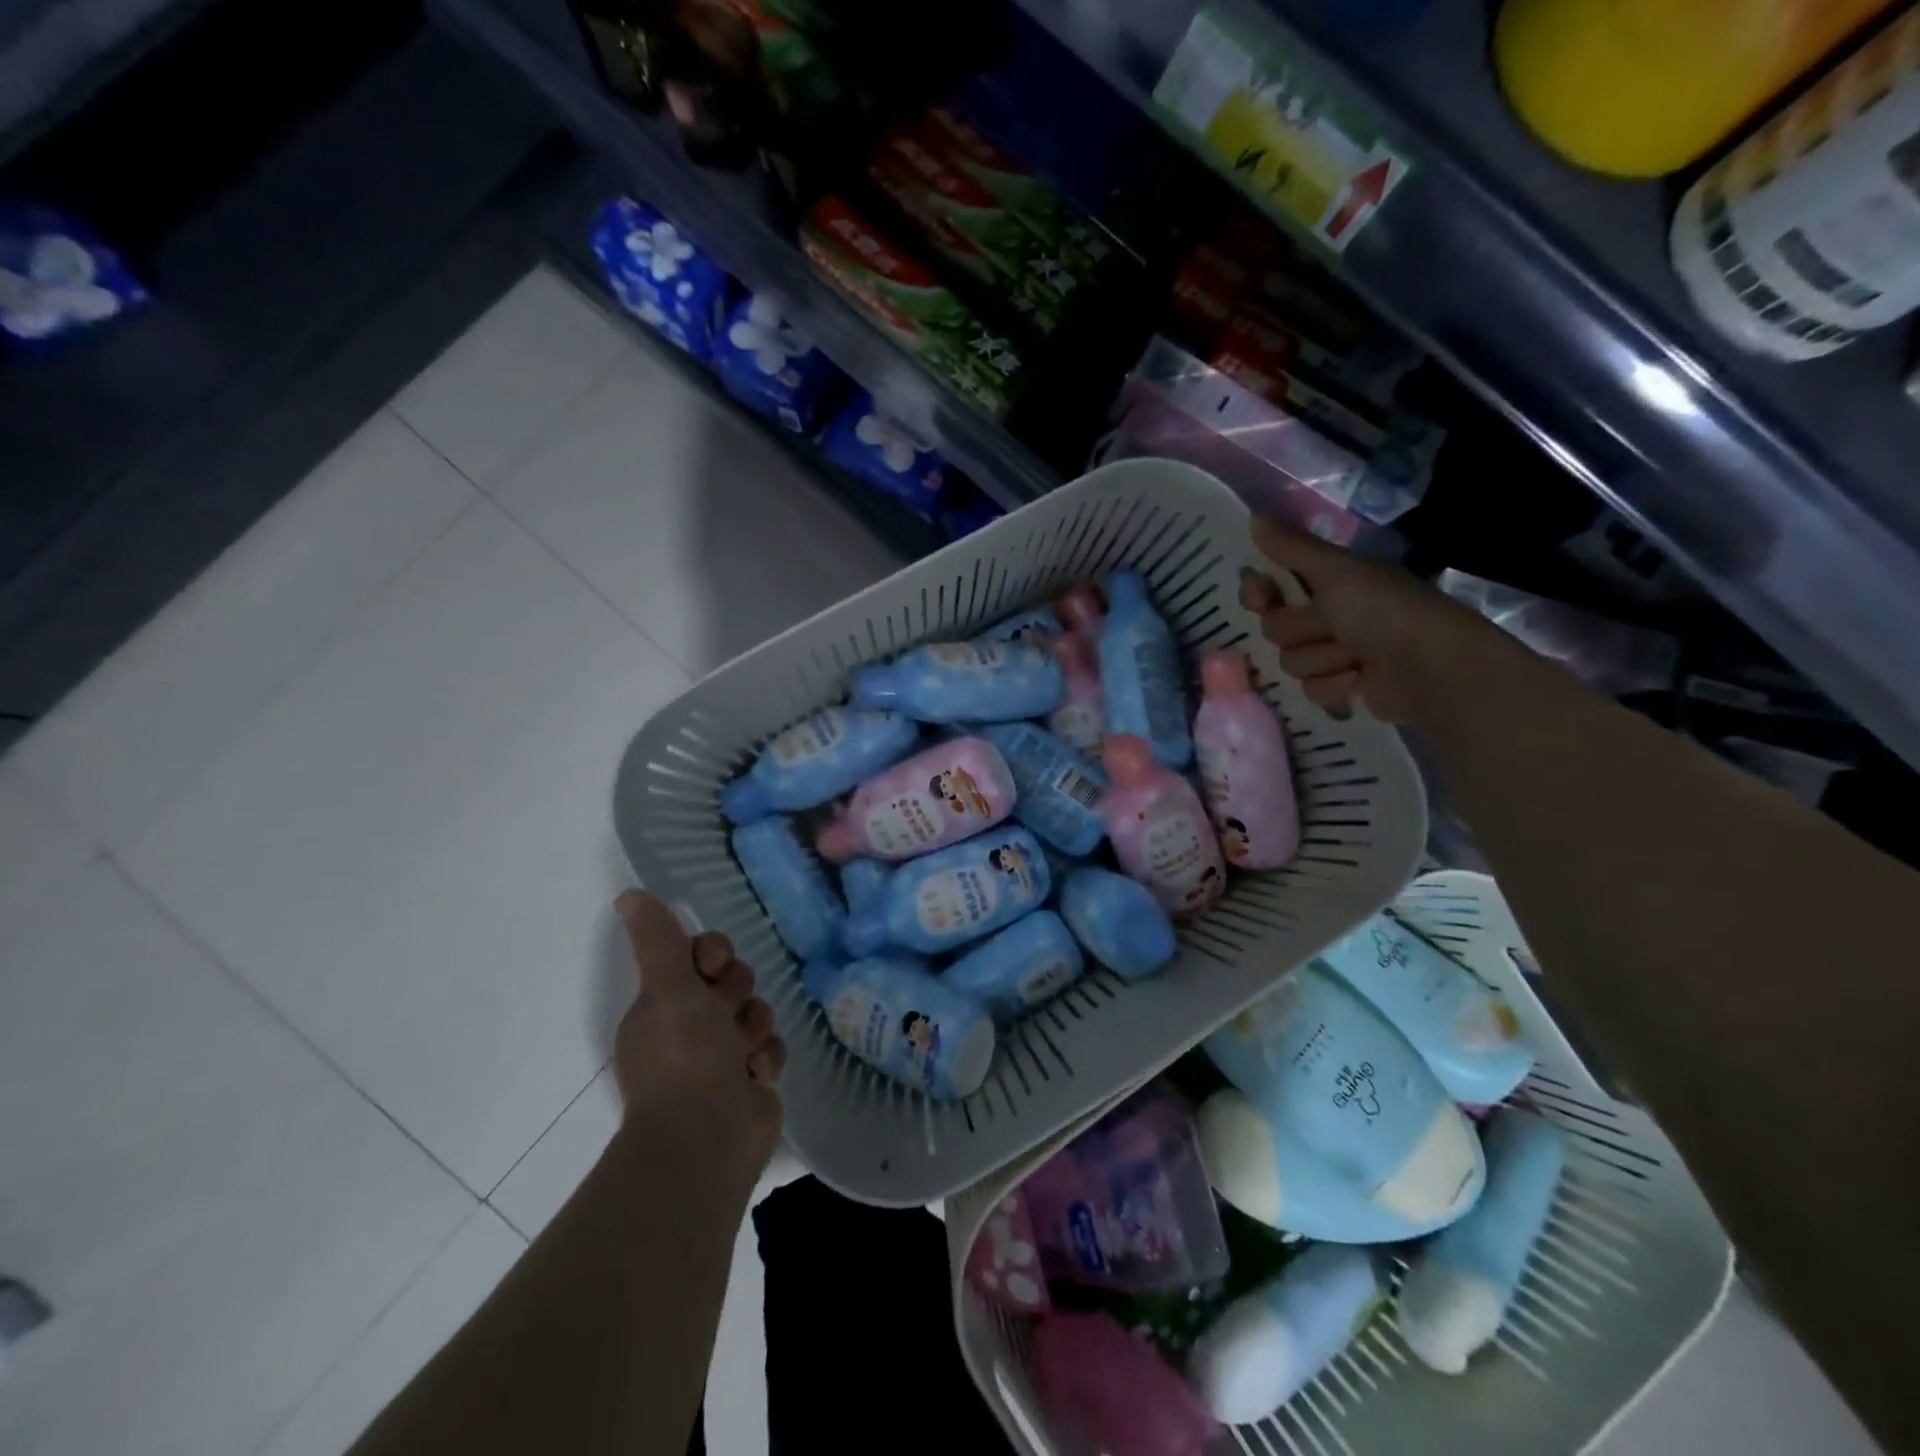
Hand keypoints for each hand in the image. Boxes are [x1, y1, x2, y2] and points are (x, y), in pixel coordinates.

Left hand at [611, 890, 785, 1182]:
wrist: (706, 1139)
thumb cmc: (684, 1057)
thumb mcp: (668, 989)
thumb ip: (658, 940)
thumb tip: (628, 895)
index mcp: (663, 1005)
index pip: (697, 957)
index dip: (713, 954)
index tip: (713, 967)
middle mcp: (689, 1027)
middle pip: (732, 981)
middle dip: (737, 993)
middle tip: (726, 1013)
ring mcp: (721, 1056)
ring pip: (755, 1012)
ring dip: (754, 1028)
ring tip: (743, 1055)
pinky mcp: (749, 1080)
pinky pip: (770, 1047)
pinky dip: (765, 1059)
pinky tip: (755, 1076)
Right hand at [1240, 517, 1510, 724]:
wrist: (1429, 666)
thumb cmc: (1382, 610)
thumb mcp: (1335, 571)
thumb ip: (1292, 547)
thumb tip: (1253, 516)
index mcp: (1329, 581)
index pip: (1270, 587)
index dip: (1259, 593)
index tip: (1261, 597)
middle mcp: (1330, 614)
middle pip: (1275, 628)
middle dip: (1301, 631)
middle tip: (1331, 626)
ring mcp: (1336, 653)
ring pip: (1291, 662)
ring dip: (1321, 659)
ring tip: (1355, 657)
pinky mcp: (1343, 687)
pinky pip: (1310, 690)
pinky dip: (1335, 685)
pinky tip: (1360, 679)